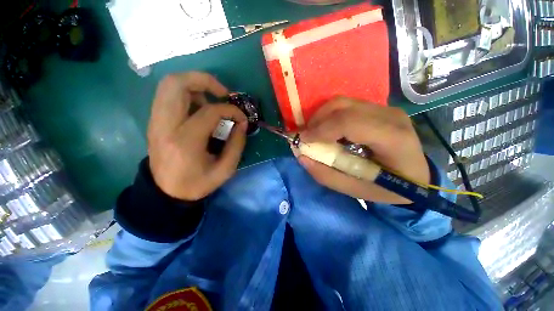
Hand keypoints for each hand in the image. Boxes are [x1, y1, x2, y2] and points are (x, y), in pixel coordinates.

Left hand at [148, 72, 247, 200]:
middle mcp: (165, 125)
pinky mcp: (155, 120)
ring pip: (169, 84)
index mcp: (185, 141)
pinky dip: (187, 93)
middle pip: (177, 83)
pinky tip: (200, 107)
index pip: (210, 111)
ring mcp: (156, 120)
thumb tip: (242, 123)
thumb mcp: (224, 170)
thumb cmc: (196, 183)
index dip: (231, 110)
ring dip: (195, 85)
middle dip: (205, 80)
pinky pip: (168, 94)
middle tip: (223, 94)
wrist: (165, 191)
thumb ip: (237, 145)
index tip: (241, 118)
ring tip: (212, 100)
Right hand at [297, 97, 429, 203]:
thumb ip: (327, 175)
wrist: (416, 175)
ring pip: (342, 102)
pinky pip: (346, 105)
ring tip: (314, 133)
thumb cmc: (388, 188)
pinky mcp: (378, 108)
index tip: (303, 140)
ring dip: (321, 117)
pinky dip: (330, 116)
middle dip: (316, 120)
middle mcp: (390, 116)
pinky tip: (327, 130)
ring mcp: (385, 108)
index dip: (321, 130)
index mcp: (392, 139)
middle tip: (306, 137)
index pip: (349, 123)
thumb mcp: (356, 190)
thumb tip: (302, 156)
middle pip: (343, 106)